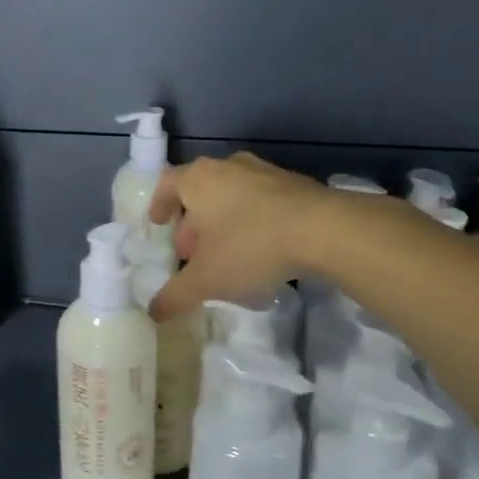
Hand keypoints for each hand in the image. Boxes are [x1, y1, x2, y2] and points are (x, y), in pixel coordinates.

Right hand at [147, 153, 327, 320]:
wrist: (325, 230)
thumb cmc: (250, 245)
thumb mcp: (206, 279)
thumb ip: (176, 295)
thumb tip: (154, 312)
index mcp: (199, 179)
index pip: (167, 183)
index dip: (159, 204)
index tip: (158, 225)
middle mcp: (228, 166)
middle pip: (201, 191)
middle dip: (192, 222)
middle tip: (192, 252)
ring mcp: (265, 171)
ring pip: (232, 195)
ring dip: (224, 221)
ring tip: (227, 254)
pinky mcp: (296, 184)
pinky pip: (262, 201)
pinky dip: (253, 220)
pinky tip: (262, 250)